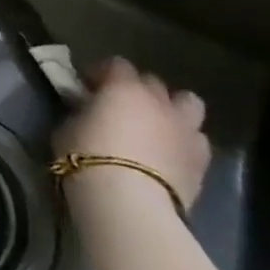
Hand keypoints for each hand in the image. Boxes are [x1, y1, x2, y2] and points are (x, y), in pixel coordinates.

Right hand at [54, 57, 210, 213]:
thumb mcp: (68, 126)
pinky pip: (197, 141)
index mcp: (124, 87)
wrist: (129, 204)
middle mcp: (158, 101)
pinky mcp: (201, 163)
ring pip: (189, 104)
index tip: (88, 88)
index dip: (102, 74)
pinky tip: (170, 155)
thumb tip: (85, 108)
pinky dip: (185, 143)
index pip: (116, 64)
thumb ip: (81, 111)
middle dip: (138, 91)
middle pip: (153, 82)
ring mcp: (184, 130)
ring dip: (173, 111)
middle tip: (121, 108)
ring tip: (157, 127)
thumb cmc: (88, 157)